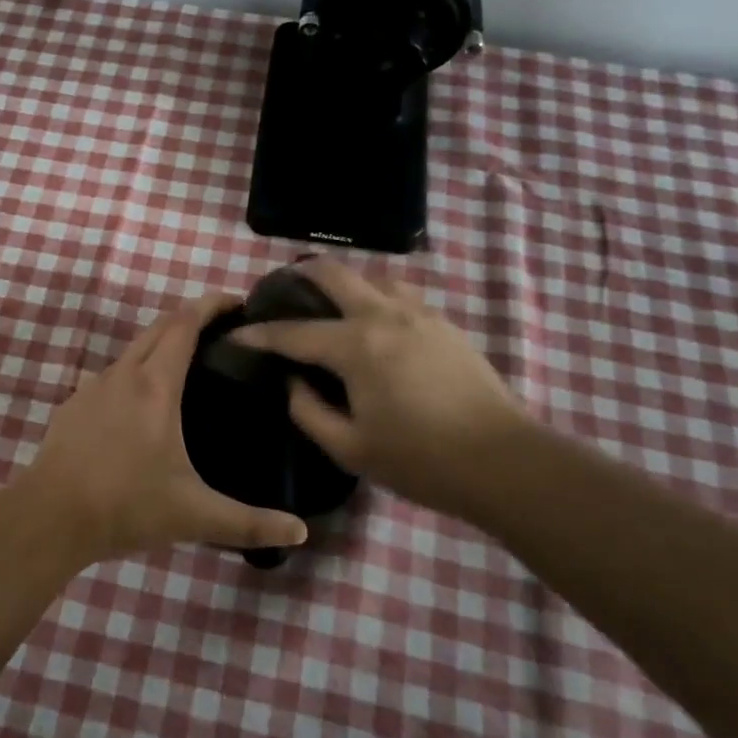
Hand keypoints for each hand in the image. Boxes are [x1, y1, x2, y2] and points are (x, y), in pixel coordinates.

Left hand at [12, 295, 311, 562]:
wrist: (49, 518)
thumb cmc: (126, 506)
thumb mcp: (194, 516)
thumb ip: (249, 523)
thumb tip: (300, 533)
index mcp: (155, 386)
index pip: (185, 324)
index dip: (211, 305)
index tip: (236, 302)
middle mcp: (123, 374)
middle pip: (159, 327)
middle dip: (190, 317)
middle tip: (221, 329)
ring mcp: (92, 387)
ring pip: (133, 349)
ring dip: (161, 344)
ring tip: (188, 364)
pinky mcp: (73, 405)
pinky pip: (112, 375)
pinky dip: (135, 371)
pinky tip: (142, 404)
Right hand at [232, 260, 534, 518]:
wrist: (504, 463)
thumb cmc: (420, 460)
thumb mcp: (350, 448)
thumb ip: (308, 410)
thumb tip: (292, 381)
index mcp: (357, 346)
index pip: (293, 332)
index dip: (258, 334)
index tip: (233, 335)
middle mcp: (385, 316)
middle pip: (334, 274)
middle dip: (299, 276)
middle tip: (279, 291)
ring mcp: (420, 315)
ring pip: (372, 278)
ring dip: (343, 283)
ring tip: (328, 305)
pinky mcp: (445, 324)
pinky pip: (399, 296)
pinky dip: (374, 299)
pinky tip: (373, 325)